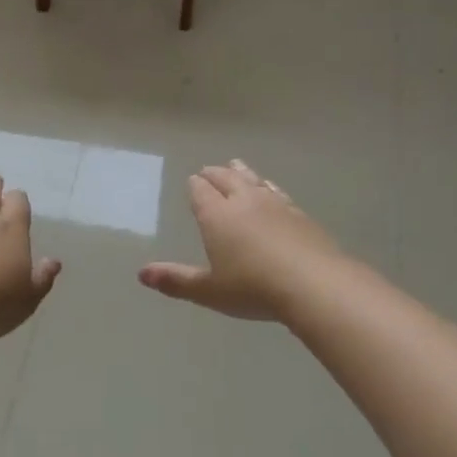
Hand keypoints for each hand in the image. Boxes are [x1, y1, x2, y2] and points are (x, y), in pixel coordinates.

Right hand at [139, 160, 343, 321]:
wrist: (314, 285)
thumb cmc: (253, 288)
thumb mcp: (209, 291)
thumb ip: (176, 281)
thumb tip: (141, 275)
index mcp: (217, 216)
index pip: (201, 192)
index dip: (195, 186)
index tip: (192, 181)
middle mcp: (244, 202)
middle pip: (227, 179)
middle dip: (215, 174)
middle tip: (208, 170)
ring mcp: (275, 205)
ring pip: (254, 181)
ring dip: (242, 172)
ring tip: (236, 165)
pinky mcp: (300, 215)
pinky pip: (278, 192)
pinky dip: (268, 187)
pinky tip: (272, 190)